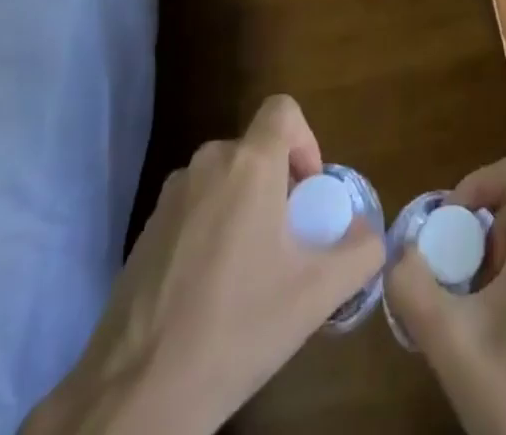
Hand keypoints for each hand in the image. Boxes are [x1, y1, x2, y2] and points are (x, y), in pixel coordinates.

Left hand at [23, 95, 383, 434]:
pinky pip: (194, 209)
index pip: (283, 110)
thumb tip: (369, 232)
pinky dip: (212, 230)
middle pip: (256, 151)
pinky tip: (210, 293)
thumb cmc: (236, 328)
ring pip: (224, 180)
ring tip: (250, 273)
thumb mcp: (315, 296)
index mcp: (250, 165)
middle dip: (278, 185)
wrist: (136, 394)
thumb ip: (359, 252)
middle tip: (288, 243)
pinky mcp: (145, 231)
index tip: (309, 192)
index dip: (305, 139)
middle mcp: (208, 164)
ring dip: (245, 208)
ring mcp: (170, 197)